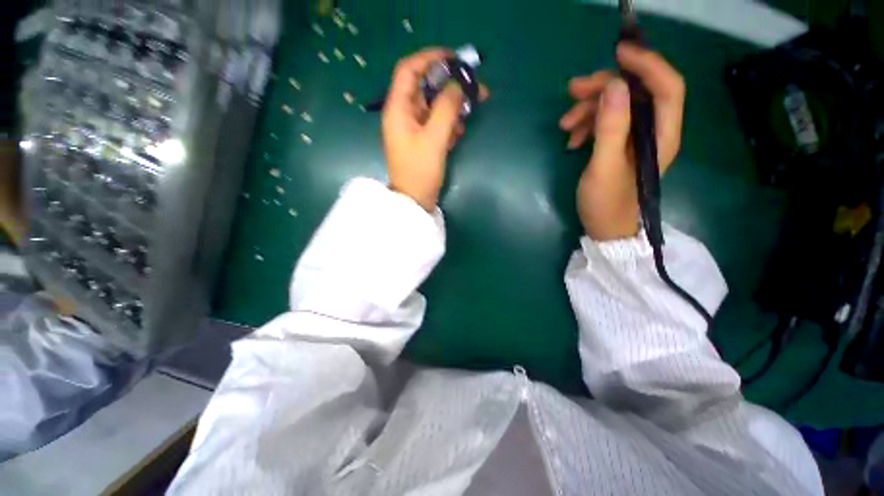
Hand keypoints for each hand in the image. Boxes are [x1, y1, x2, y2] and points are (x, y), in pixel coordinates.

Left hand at [382, 48, 487, 210]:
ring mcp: (413, 128)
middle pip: (426, 88)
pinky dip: (449, 123)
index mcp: (398, 109)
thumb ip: (446, 109)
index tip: (455, 59)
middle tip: (475, 88)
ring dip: (452, 107)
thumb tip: (458, 85)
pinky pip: (436, 123)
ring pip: (434, 106)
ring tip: (470, 112)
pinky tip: (459, 133)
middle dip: (450, 85)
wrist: (415, 201)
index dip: (430, 58)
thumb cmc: (420, 172)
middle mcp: (403, 114)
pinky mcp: (422, 140)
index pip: (409, 70)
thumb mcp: (434, 139)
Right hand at [560, 44, 685, 240]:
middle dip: (604, 87)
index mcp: (661, 135)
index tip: (617, 53)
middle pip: (636, 93)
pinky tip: (571, 140)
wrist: (604, 228)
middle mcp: (653, 131)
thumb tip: (614, 86)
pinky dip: (587, 125)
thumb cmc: (606, 203)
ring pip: (617, 107)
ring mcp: (635, 138)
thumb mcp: (604, 167)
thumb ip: (611, 128)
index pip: (666, 87)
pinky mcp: (620, 146)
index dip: (646, 64)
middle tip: (573, 90)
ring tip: (565, 124)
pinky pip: (606, 123)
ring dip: (590, 109)